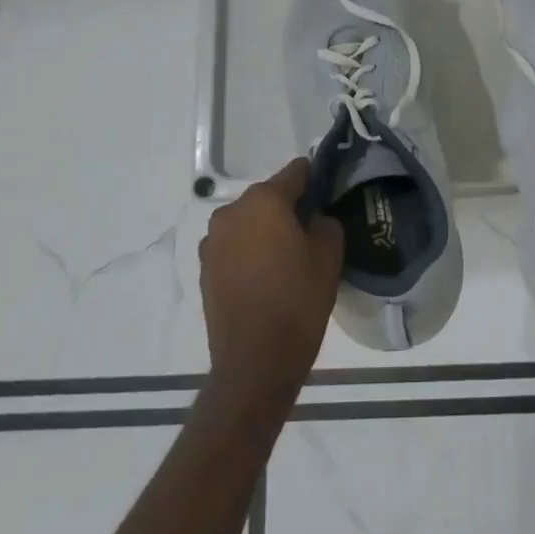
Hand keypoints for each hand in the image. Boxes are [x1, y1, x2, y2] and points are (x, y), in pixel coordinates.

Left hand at [199, 159, 343, 414]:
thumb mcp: (329, 256)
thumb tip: (314, 217)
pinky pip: (234, 245)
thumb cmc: (298, 301)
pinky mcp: (205, 267)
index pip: (296, 172)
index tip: (330, 194)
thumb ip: (326, 222)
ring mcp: (212, 240)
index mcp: (264, 200)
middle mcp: (231, 211)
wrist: (255, 361)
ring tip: (289, 256)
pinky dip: (250, 251)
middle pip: (268, 196)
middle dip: (289, 207)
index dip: (316, 179)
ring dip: (267, 230)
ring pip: (249, 221)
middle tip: (313, 231)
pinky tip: (267, 275)